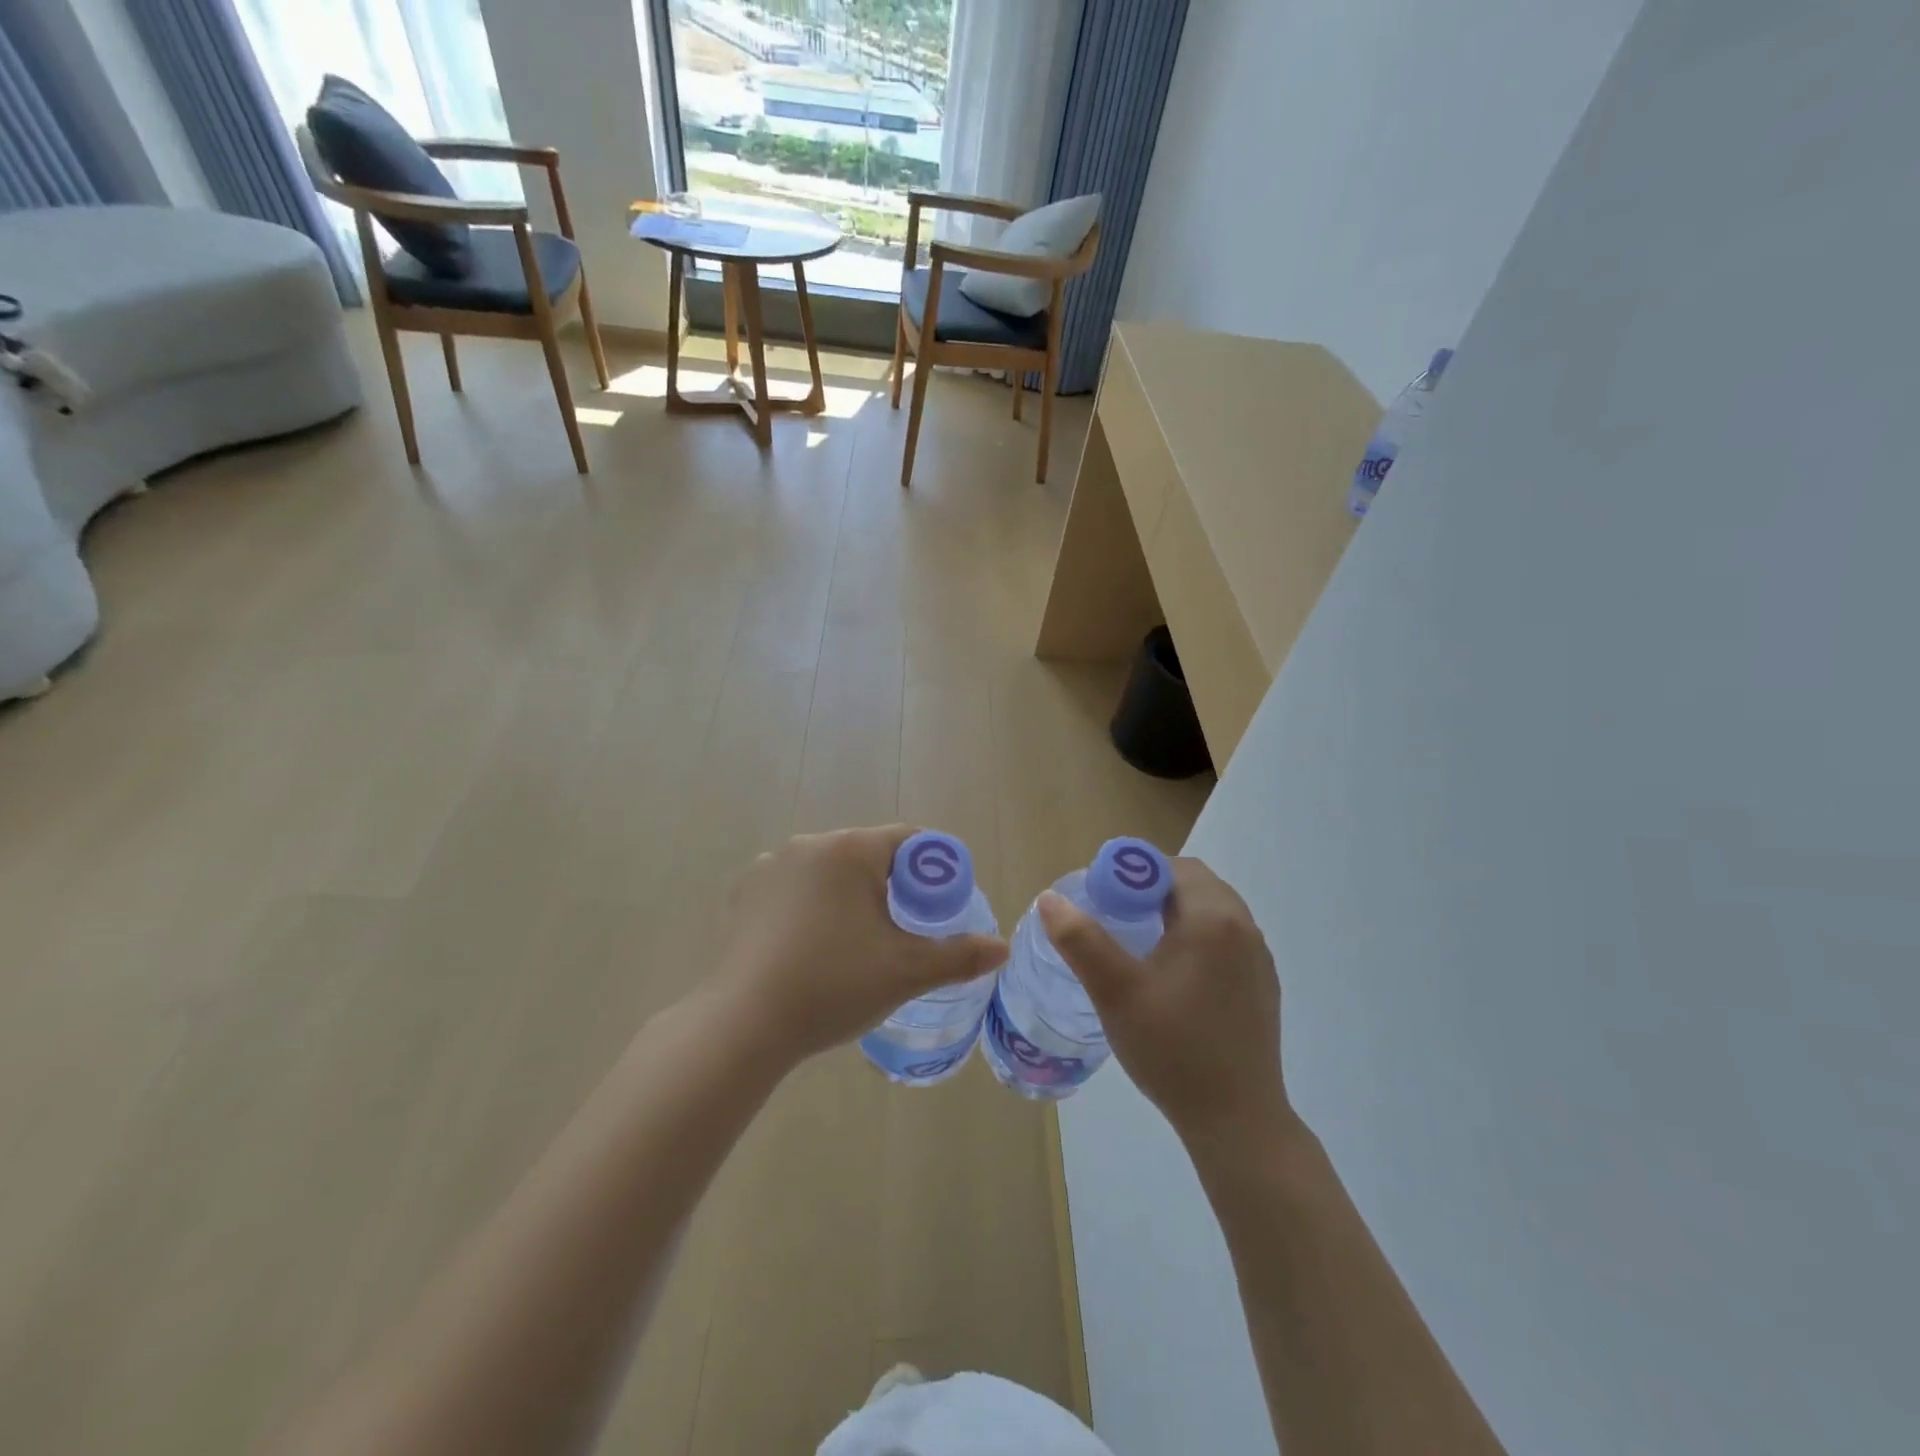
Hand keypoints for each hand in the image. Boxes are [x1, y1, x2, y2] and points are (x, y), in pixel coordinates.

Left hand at [714, 826, 1007, 1064]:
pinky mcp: (743, 894)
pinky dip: (809, 907)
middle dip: (890, 885)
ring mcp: (769, 866)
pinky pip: (792, 889)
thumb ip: (959, 955)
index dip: (933, 869)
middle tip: (902, 932)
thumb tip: (1002, 948)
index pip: (908, 840)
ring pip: (828, 872)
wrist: (744, 1025)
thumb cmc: (833, 985)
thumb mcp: (906, 971)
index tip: (941, 906)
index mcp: (850, 849)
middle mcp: (808, 844)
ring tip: (853, 943)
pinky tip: (809, 946)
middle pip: (867, 855)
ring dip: (847, 895)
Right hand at [1038, 857, 1289, 1147]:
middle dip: (1151, 892)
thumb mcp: (1115, 992)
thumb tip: (1050, 899)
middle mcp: (1244, 928)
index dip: (1133, 873)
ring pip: (1210, 912)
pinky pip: (1225, 940)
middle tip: (1114, 920)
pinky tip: (1171, 977)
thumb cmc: (1173, 1050)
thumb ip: (1080, 940)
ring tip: (1137, 946)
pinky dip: (1195, 939)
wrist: (1238, 1122)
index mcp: (1214, 918)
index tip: (1102, 899)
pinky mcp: (1262, 985)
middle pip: (1193, 885)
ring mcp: (1258, 959)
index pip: (1173, 867)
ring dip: (1173, 914)